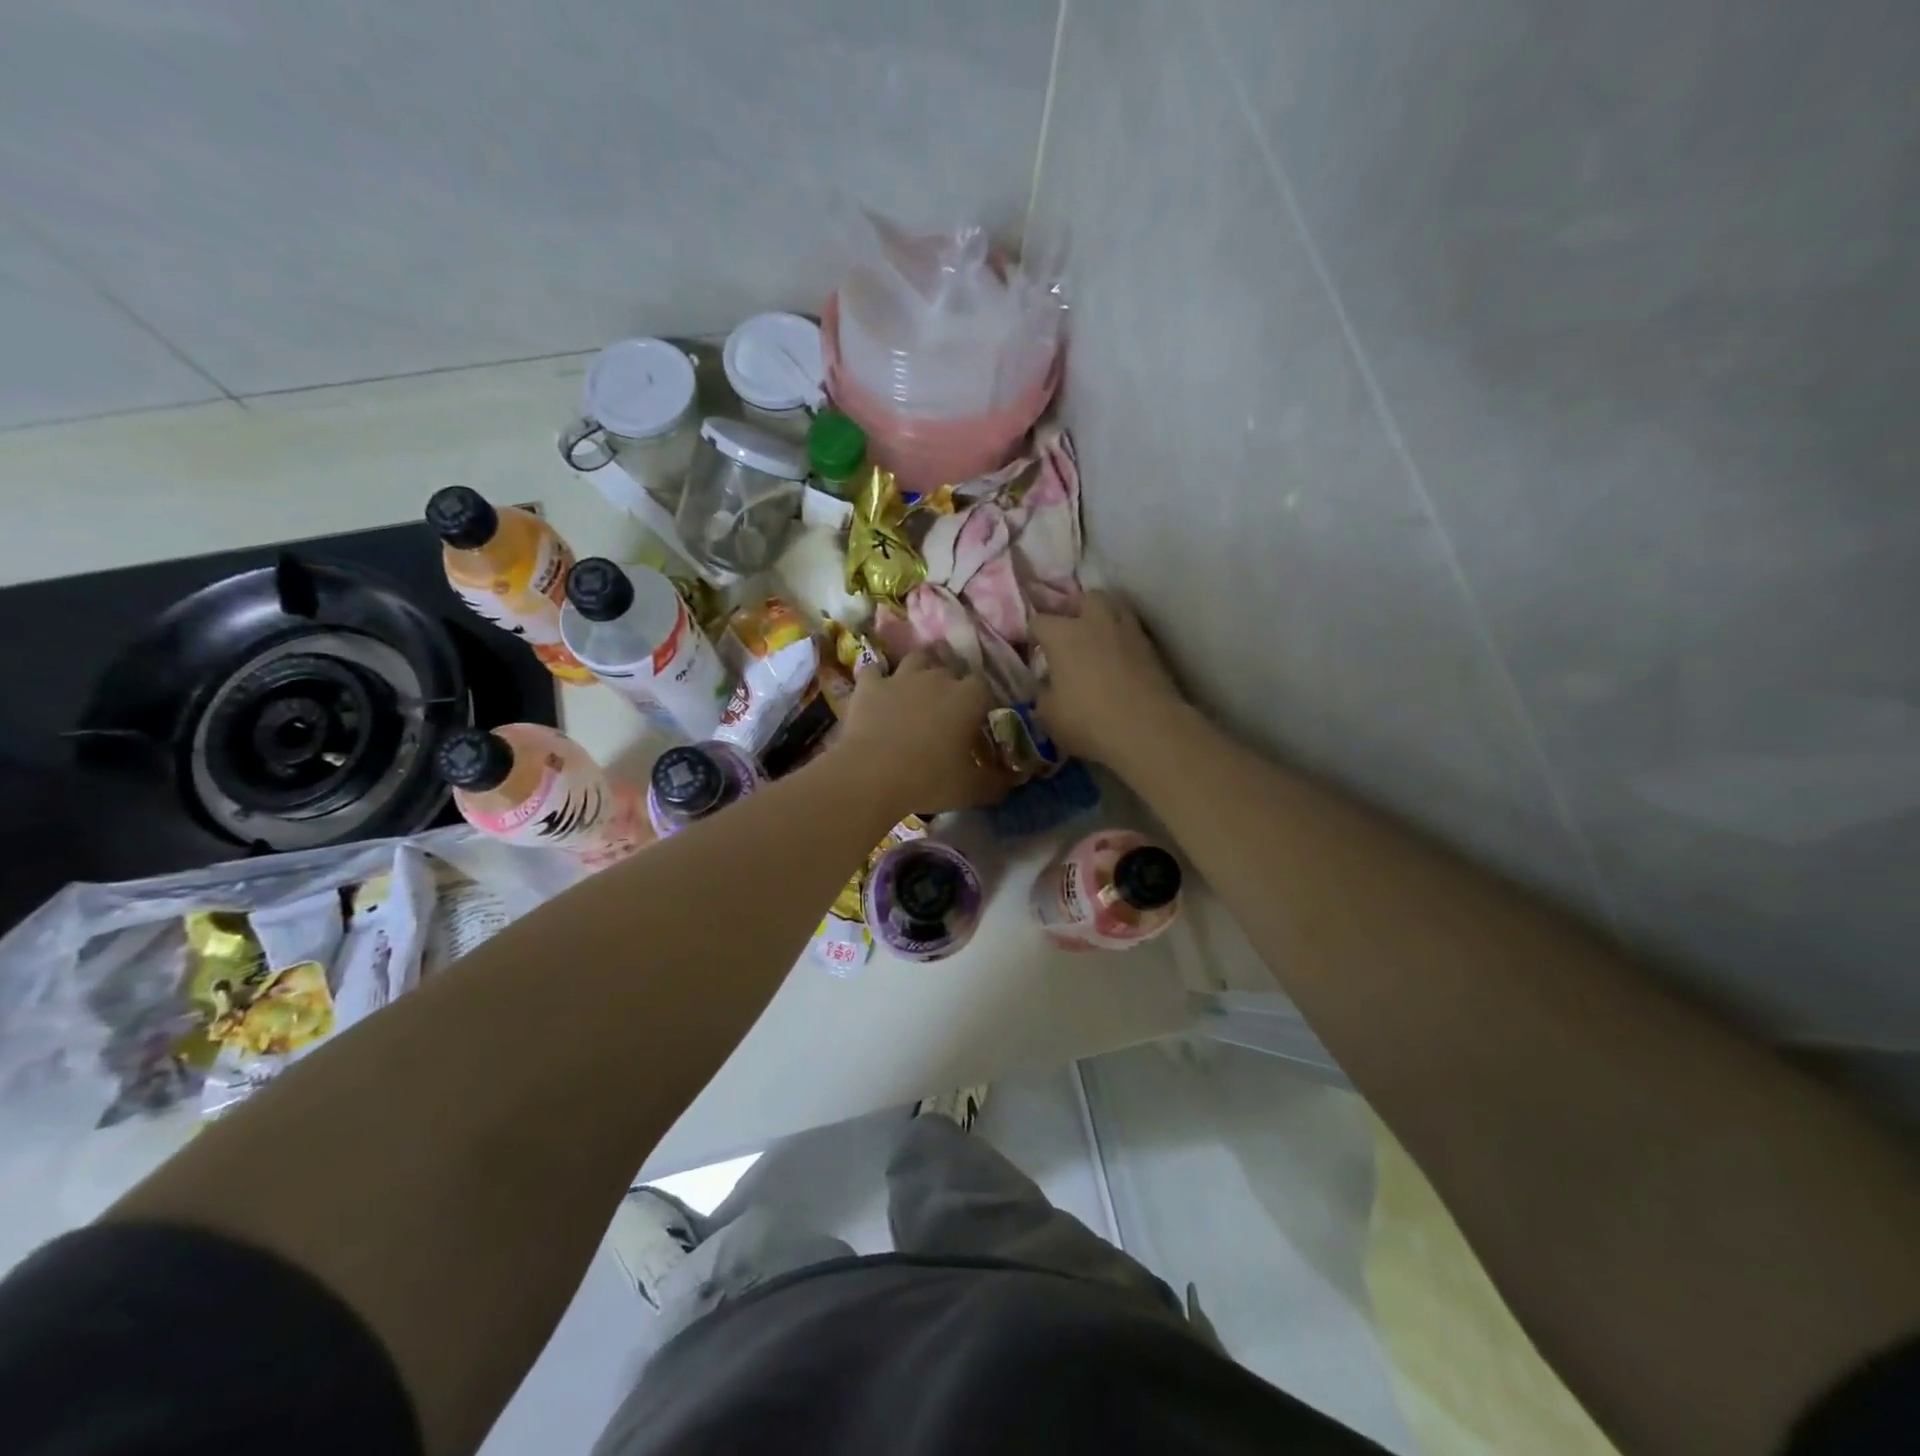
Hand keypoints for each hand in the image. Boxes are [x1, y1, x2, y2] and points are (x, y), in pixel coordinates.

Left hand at [836, 650, 1016, 813]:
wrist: (873, 775)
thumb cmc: (931, 779)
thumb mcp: (972, 789)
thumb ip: (996, 783)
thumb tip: (1010, 781)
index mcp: (969, 697)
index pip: (984, 686)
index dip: (980, 700)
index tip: (976, 719)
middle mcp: (938, 677)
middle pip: (950, 667)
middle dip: (950, 682)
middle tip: (946, 707)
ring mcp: (901, 677)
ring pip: (916, 658)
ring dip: (919, 669)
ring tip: (917, 686)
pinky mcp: (869, 685)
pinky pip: (874, 670)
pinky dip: (878, 677)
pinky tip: (878, 688)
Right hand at [1031, 591, 1184, 766]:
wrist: (1147, 730)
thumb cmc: (1088, 722)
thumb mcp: (1049, 715)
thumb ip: (1043, 692)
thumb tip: (1047, 683)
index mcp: (1063, 635)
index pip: (1039, 621)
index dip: (1034, 635)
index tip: (1035, 652)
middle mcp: (1095, 623)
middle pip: (1084, 599)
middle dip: (1076, 611)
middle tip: (1071, 636)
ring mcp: (1128, 631)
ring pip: (1115, 607)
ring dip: (1104, 619)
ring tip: (1099, 642)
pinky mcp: (1152, 647)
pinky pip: (1133, 631)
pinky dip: (1124, 639)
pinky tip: (1121, 660)